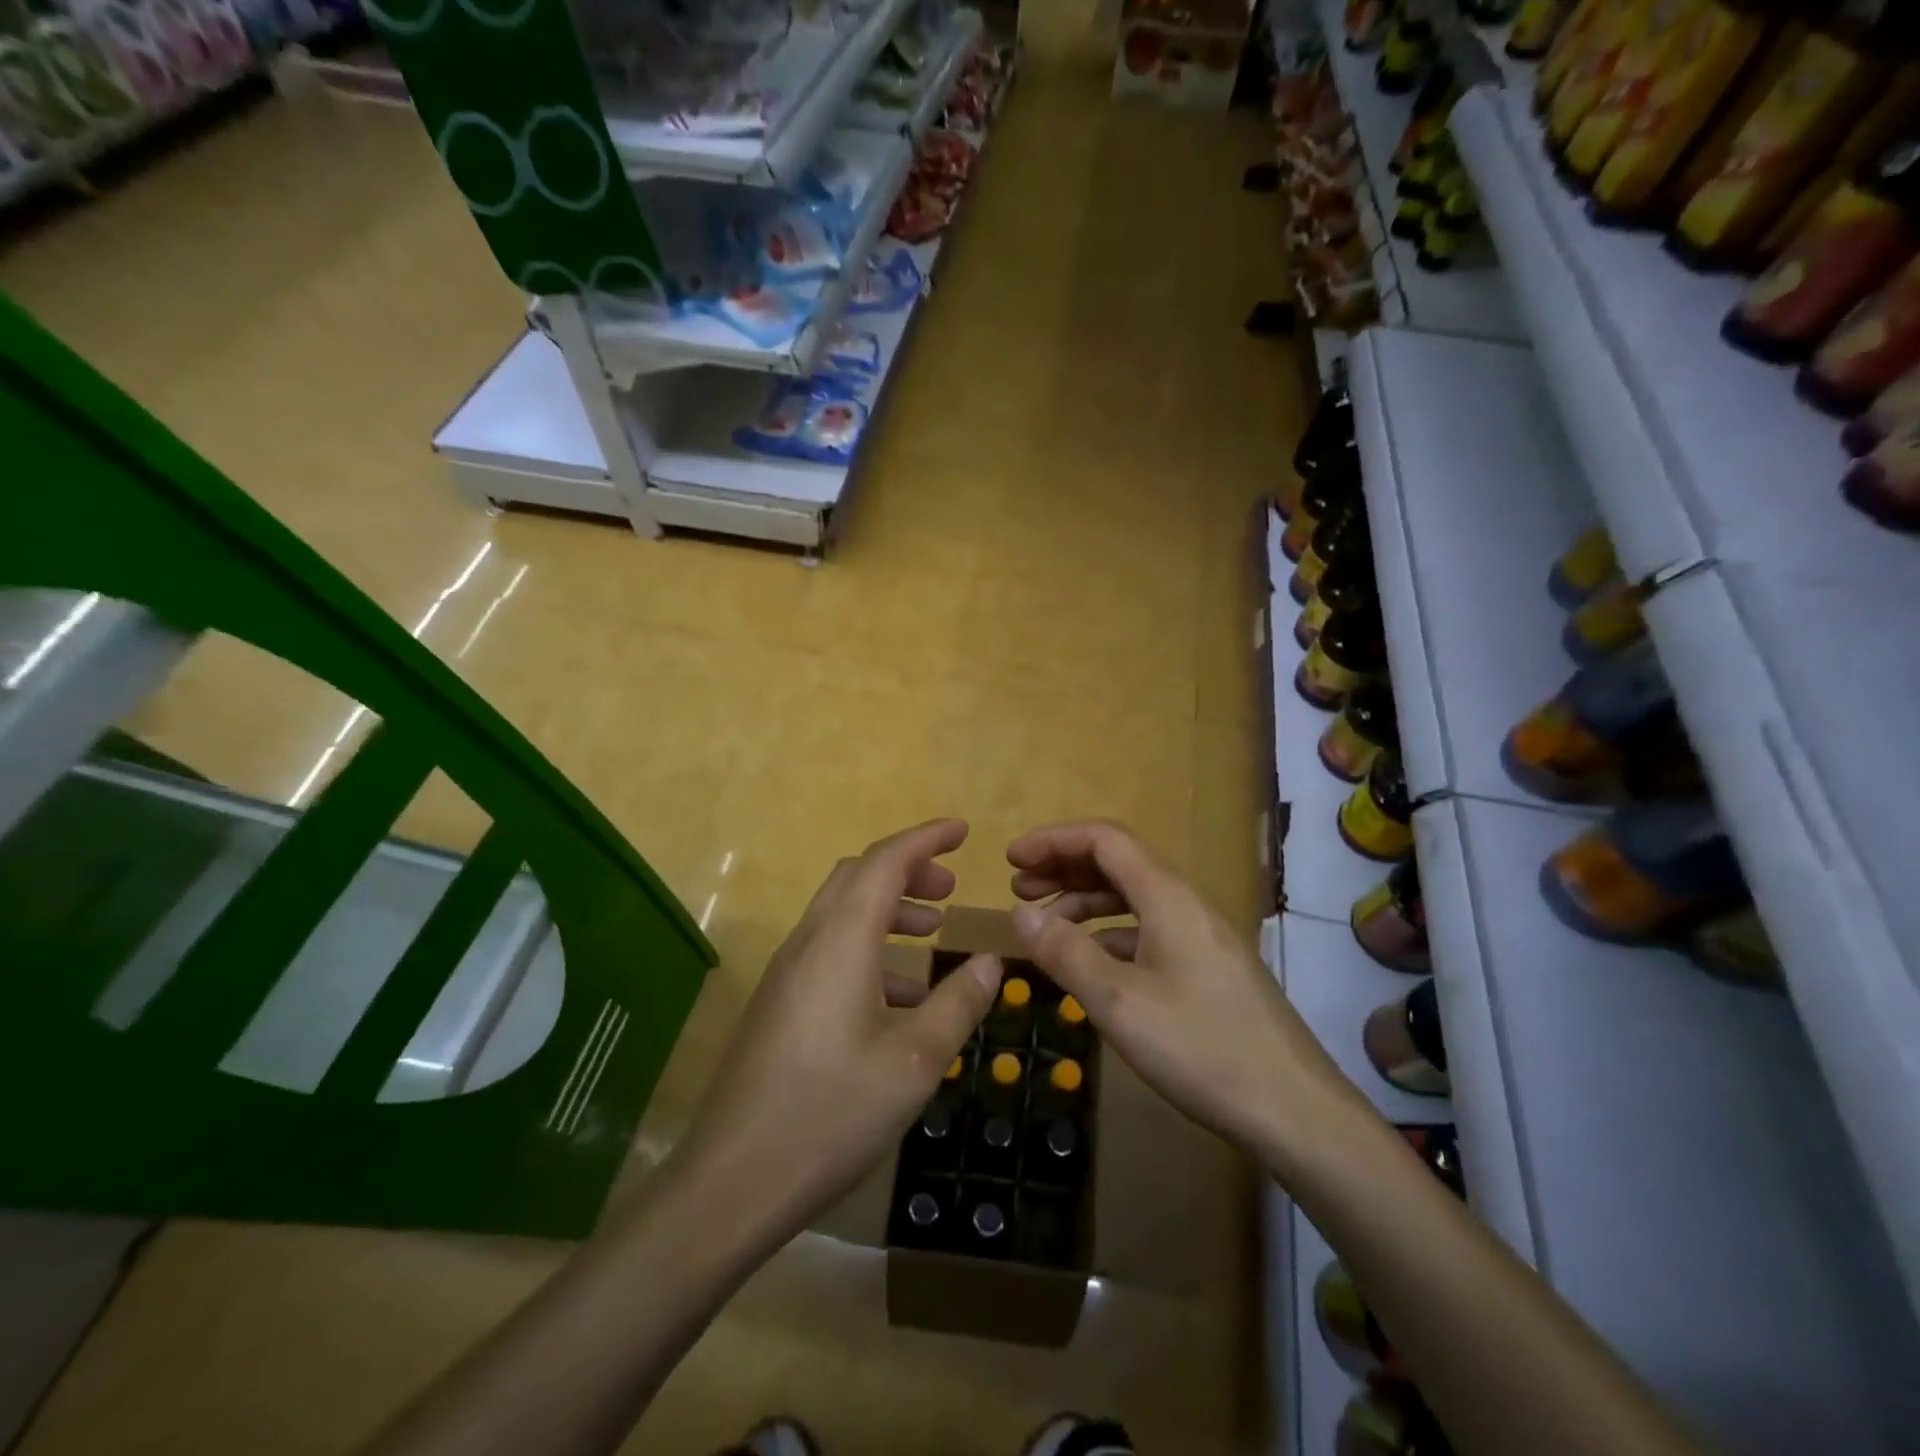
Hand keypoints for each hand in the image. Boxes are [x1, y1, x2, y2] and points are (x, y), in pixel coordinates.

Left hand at [674, 819, 1001, 1245]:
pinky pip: (830, 950)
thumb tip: (990, 960)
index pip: (885, 861)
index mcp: (841, 941)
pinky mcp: (780, 1002)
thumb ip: (958, 1003)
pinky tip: (900, 997)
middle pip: (858, 878)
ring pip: (842, 913)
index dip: (925, 838)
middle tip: (951, 887)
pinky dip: (870, 948)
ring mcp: (788, 972)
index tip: (962, 831)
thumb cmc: (831, 1114)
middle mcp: (809, 942)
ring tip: (933, 932)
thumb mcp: (915, 1061)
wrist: (732, 1181)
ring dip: (888, 909)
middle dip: (907, 870)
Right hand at [1006, 821, 1366, 1158]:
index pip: (1104, 840)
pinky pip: (1147, 930)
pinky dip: (1109, 935)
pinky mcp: (1207, 967)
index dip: (1054, 841)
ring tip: (1044, 929)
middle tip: (1018, 891)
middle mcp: (1185, 904)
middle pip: (1118, 863)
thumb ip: (1066, 953)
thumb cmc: (1201, 1049)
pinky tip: (1090, 965)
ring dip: (1084, 903)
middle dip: (1064, 869)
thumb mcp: (1119, 1002)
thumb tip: (1021, 915)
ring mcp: (1200, 936)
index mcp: (1167, 897)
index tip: (1010, 860)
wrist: (1295, 1110)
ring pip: (1132, 898)